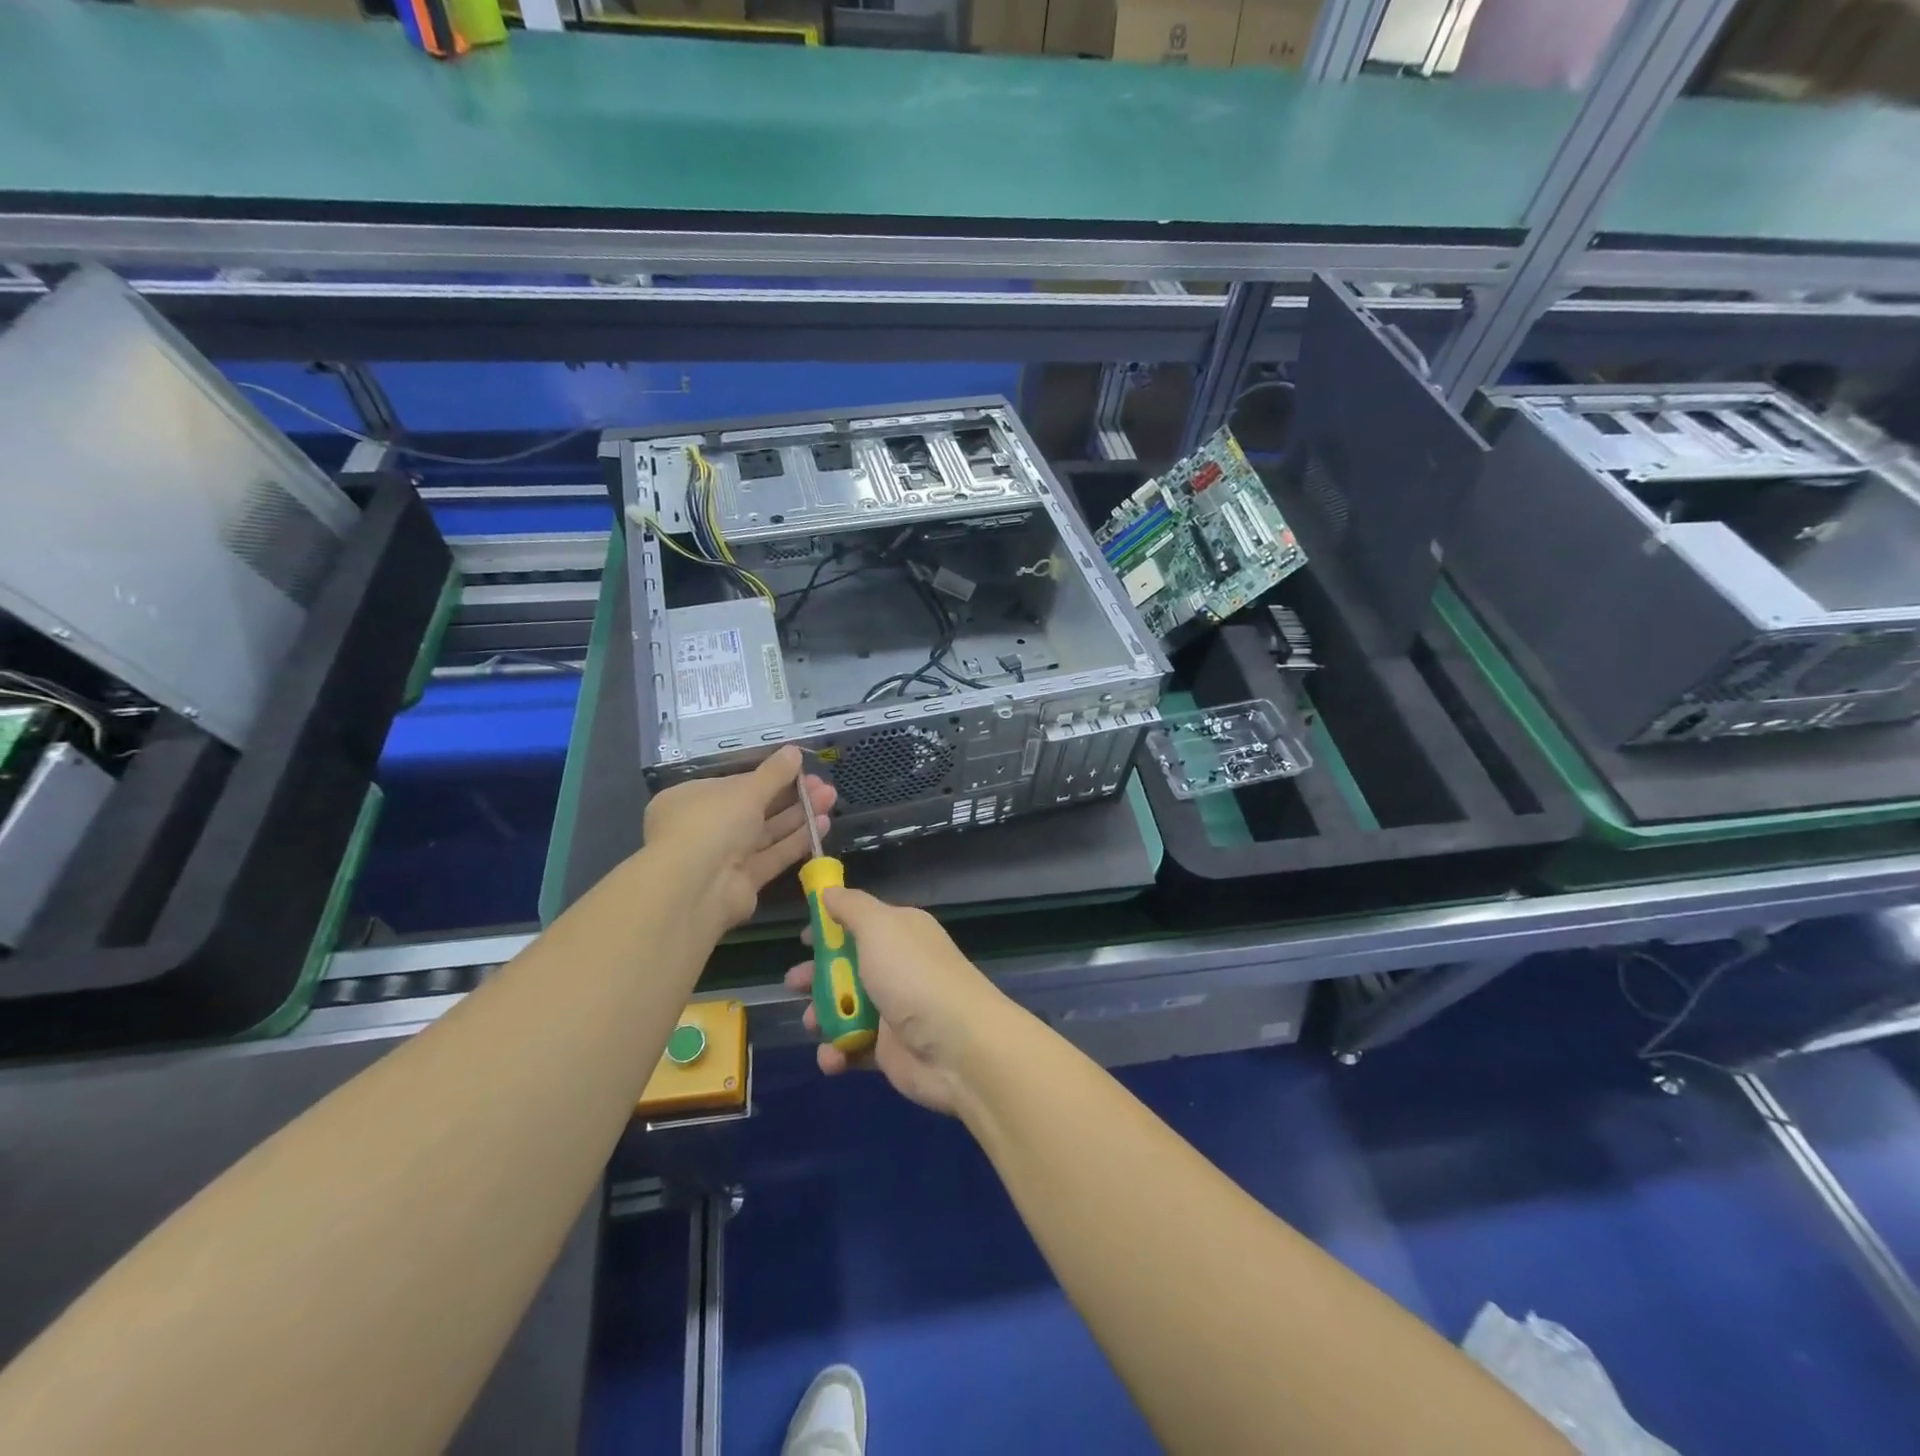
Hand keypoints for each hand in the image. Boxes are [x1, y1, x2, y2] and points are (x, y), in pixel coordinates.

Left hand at [643, 746, 834, 932]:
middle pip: (755, 808)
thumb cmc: (712, 824)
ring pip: (767, 832)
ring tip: (830, 798)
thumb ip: (774, 773)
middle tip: (823, 785)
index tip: (800, 769)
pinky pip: (773, 856)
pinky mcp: (743, 881)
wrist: (695, 889)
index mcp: (693, 799)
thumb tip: (794, 751)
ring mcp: (724, 857)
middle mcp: (706, 827)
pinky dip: (796, 841)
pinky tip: (823, 824)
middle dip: (791, 795)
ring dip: (799, 815)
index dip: (769, 776)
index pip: (736, 784)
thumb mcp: (745, 790)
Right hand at [785, 887, 1017, 1115]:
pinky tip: (833, 1058)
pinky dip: (837, 1053)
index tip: (802, 938)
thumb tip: (828, 891)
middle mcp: (898, 967)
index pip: (860, 922)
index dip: (830, 927)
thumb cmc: (913, 977)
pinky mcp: (889, 1050)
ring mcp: (894, 1010)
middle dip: (816, 975)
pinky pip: (852, 1047)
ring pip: (845, 1009)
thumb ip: (851, 907)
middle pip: (847, 966)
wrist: (958, 1047)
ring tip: (812, 1024)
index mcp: (901, 932)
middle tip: (793, 984)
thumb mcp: (879, 926)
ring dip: (822, 1017)